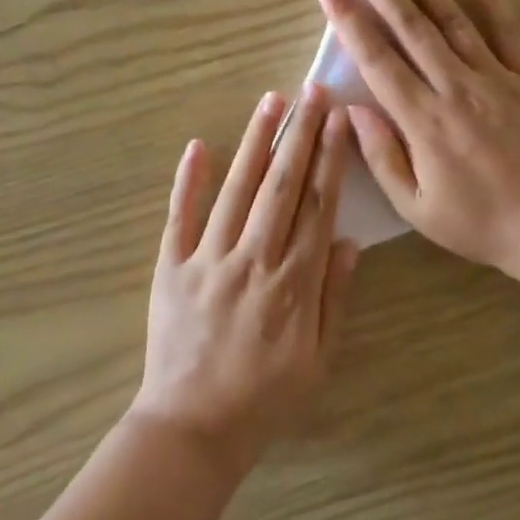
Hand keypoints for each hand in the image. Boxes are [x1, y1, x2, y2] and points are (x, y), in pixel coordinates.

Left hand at [131, 87, 357, 471]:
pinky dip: (188, 180)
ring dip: (254, 142)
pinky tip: (198, 145)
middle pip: (281, 185)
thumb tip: (347, 240)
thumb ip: (334, 297)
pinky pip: (180, 216)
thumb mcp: (318, 360)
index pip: (317, 205)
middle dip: (299, 134)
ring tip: (270, 102)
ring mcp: (208, 259)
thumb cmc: (265, 398)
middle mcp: (254, 259)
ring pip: (236, 189)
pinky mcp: (171, 266)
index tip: (337, 120)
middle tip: (311, 92)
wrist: (193, 428)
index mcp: (294, 282)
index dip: (329, 158)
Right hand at [314, 0, 519, 282]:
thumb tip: (351, 109)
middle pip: (410, 24)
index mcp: (423, 119)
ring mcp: (495, 77)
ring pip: (451, 18)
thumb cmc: (479, 223)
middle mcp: (455, 86)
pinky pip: (508, 31)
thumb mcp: (416, 207)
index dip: (349, 19)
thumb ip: (381, 155)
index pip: (376, 58)